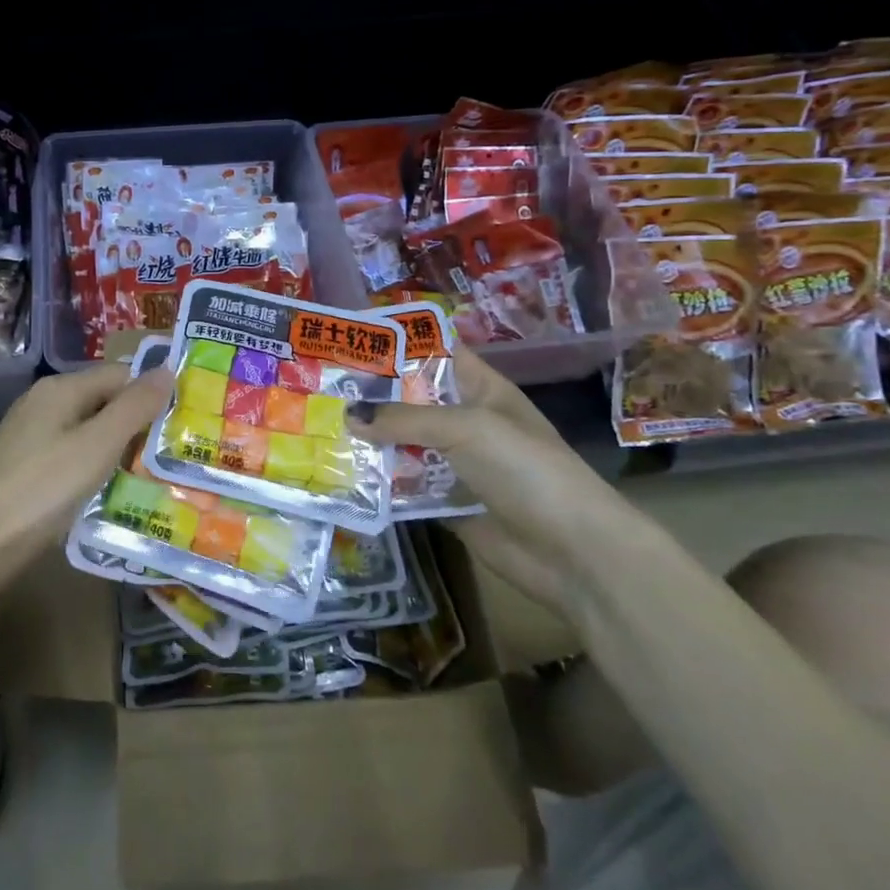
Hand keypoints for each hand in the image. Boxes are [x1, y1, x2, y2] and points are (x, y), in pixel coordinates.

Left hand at [0, 363, 174, 572]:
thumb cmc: (41, 488)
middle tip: (179, 455)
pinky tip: (114, 495)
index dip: (153, 394)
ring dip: (121, 453)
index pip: (121, 375)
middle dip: (140, 426)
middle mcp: (45, 405)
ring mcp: (33, 439)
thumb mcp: (97, 445)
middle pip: (105, 403)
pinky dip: (97, 473)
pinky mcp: (27, 471)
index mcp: (61, 389)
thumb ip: (134, 407)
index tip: (187, 423)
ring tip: (158, 478)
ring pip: (90, 435)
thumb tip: (168, 370)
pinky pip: (74, 460)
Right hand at [347, 348, 638, 616]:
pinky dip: (378, 478)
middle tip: (320, 385)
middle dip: (370, 392)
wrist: (572, 553)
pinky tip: (338, 471)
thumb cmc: (525, 469)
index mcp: (481, 389)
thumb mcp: (466, 429)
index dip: (399, 341)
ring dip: (369, 437)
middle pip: (411, 398)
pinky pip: (404, 483)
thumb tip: (348, 415)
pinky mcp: (445, 501)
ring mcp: (455, 463)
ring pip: (402, 441)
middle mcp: (465, 421)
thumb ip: (404, 419)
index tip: (349, 337)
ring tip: (318, 425)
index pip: (436, 351)